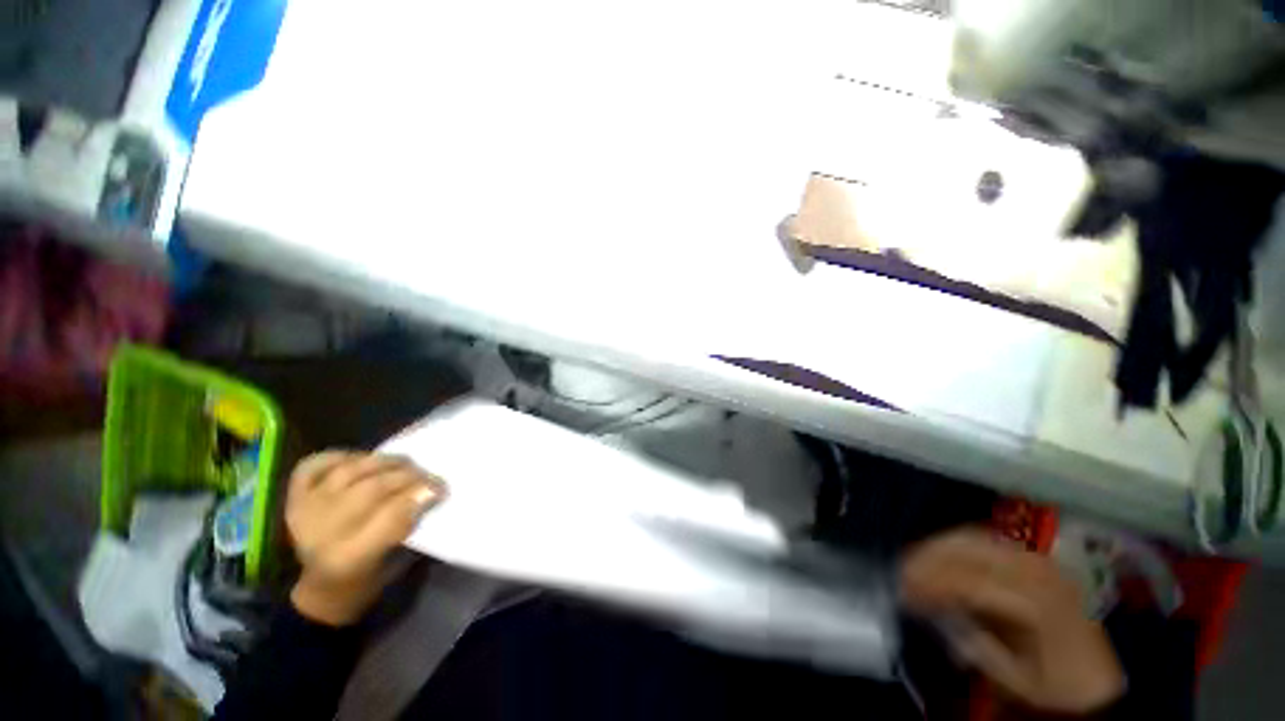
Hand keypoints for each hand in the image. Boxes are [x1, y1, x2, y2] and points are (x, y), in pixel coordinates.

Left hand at [285, 451, 444, 625]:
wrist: (322, 589)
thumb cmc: (369, 579)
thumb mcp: (397, 564)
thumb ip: (411, 526)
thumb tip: (430, 492)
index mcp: (350, 559)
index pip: (390, 516)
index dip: (419, 495)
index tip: (442, 487)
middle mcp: (321, 534)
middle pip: (370, 489)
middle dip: (408, 476)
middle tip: (429, 474)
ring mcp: (304, 512)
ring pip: (348, 472)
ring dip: (383, 462)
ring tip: (404, 462)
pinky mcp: (294, 499)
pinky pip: (313, 467)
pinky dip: (339, 457)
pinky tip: (360, 460)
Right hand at [899, 530, 1124, 714]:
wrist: (1098, 679)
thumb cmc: (1054, 684)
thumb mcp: (1014, 678)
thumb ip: (972, 641)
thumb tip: (931, 609)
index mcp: (1035, 602)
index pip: (968, 581)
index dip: (930, 581)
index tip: (901, 587)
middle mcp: (1037, 572)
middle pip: (969, 548)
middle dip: (928, 556)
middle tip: (901, 569)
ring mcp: (1039, 560)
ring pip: (975, 537)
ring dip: (940, 546)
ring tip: (914, 559)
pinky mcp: (1037, 558)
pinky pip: (988, 539)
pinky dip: (958, 543)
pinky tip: (942, 553)